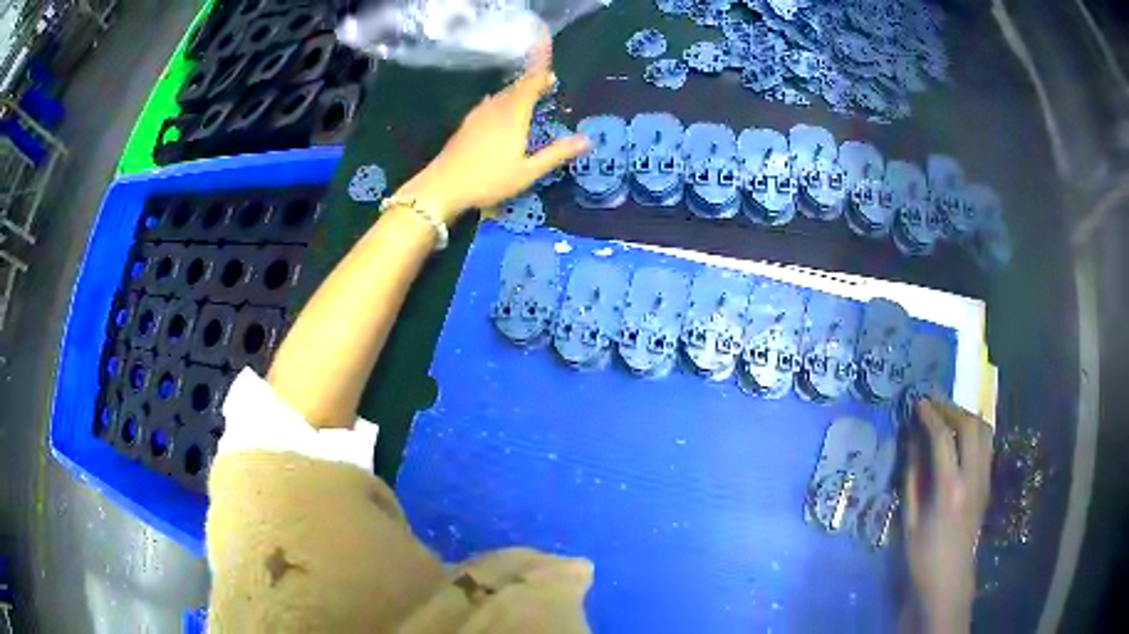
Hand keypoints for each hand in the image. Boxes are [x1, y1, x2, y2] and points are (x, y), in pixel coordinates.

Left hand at [395, 36, 589, 222]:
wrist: (442, 187)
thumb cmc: (488, 180)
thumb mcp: (527, 171)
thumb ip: (556, 153)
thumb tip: (586, 139)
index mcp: (513, 115)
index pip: (530, 83)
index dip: (541, 67)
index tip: (549, 56)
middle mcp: (495, 109)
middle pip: (516, 87)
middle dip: (532, 80)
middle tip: (548, 81)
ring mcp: (477, 116)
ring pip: (501, 95)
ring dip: (516, 90)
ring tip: (528, 94)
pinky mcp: (466, 125)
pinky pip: (488, 104)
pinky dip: (500, 100)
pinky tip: (497, 107)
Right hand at [903, 398, 992, 632]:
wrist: (949, 582)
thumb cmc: (922, 557)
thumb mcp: (909, 521)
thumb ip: (912, 477)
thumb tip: (911, 442)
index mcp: (950, 488)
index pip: (944, 437)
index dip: (930, 415)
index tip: (917, 402)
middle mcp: (973, 476)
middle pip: (970, 425)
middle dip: (951, 408)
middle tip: (933, 404)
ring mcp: (984, 478)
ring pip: (984, 431)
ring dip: (966, 416)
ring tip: (947, 416)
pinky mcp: (988, 483)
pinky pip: (986, 445)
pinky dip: (973, 431)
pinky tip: (960, 438)